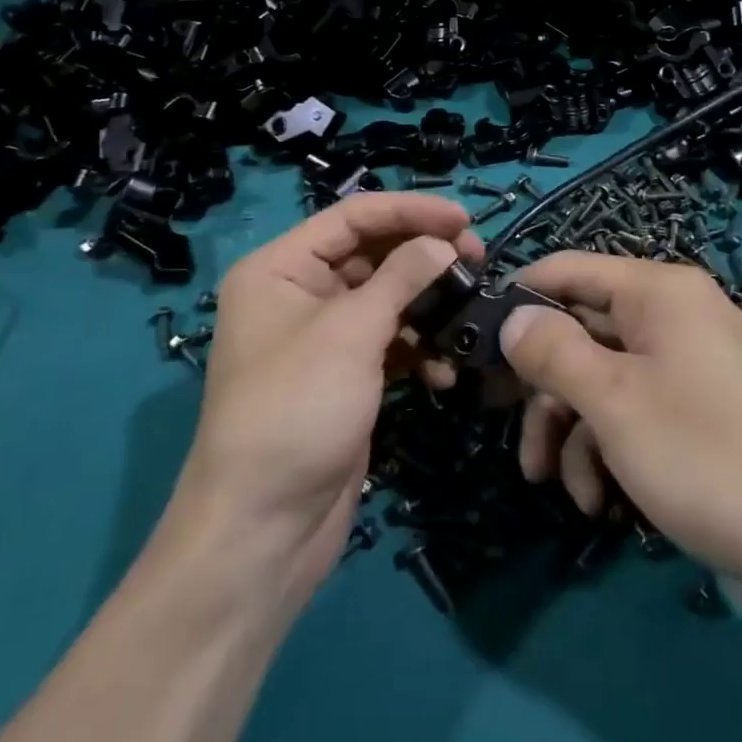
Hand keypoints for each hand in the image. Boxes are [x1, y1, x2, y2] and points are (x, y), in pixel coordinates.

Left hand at [158, 195, 479, 613]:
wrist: (263, 529)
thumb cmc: (296, 410)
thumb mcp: (350, 333)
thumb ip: (401, 278)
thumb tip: (444, 243)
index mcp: (280, 268)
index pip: (353, 217)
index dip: (410, 211)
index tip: (465, 218)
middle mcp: (299, 294)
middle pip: (373, 254)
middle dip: (425, 256)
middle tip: (478, 260)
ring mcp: (323, 338)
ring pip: (387, 298)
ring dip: (428, 305)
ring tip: (468, 312)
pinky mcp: (346, 377)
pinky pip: (390, 343)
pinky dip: (418, 349)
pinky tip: (443, 371)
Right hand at [500, 253, 741, 590]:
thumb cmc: (701, 454)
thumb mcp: (611, 400)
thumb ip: (552, 351)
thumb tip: (512, 317)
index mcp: (659, 291)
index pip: (569, 269)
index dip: (521, 300)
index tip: (477, 343)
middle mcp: (675, 315)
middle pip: (583, 330)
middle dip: (544, 387)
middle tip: (505, 427)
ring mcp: (689, 364)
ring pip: (603, 378)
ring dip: (570, 430)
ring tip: (554, 485)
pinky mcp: (698, 411)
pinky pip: (635, 410)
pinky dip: (607, 449)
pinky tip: (598, 501)